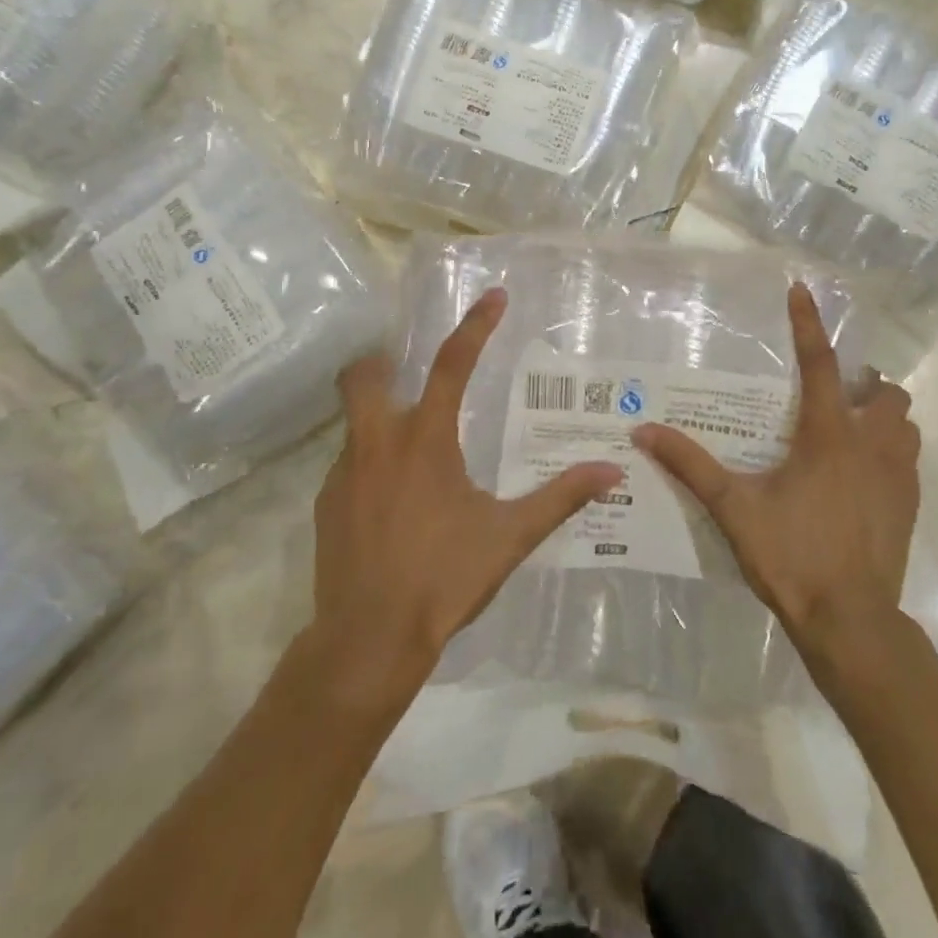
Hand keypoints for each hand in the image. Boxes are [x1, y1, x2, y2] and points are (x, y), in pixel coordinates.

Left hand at [306, 288, 622, 704]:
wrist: (367, 641)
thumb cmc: (444, 578)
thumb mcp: (511, 535)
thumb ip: (561, 498)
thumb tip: (612, 472)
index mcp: (426, 440)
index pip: (453, 364)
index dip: (476, 325)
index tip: (493, 296)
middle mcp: (379, 443)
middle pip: (363, 374)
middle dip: (381, 361)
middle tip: (408, 370)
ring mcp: (344, 473)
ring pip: (354, 421)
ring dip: (379, 417)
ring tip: (412, 449)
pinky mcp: (325, 505)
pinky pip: (348, 464)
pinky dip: (370, 463)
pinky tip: (393, 500)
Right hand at [632, 283, 920, 656]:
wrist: (851, 621)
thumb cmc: (792, 556)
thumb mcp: (734, 508)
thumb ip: (691, 466)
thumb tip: (644, 431)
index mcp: (829, 435)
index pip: (820, 363)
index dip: (809, 324)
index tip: (802, 290)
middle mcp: (872, 444)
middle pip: (885, 391)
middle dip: (864, 385)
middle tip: (832, 399)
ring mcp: (899, 475)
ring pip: (905, 424)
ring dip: (882, 418)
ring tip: (850, 433)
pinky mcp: (910, 503)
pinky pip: (909, 458)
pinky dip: (891, 452)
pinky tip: (862, 477)